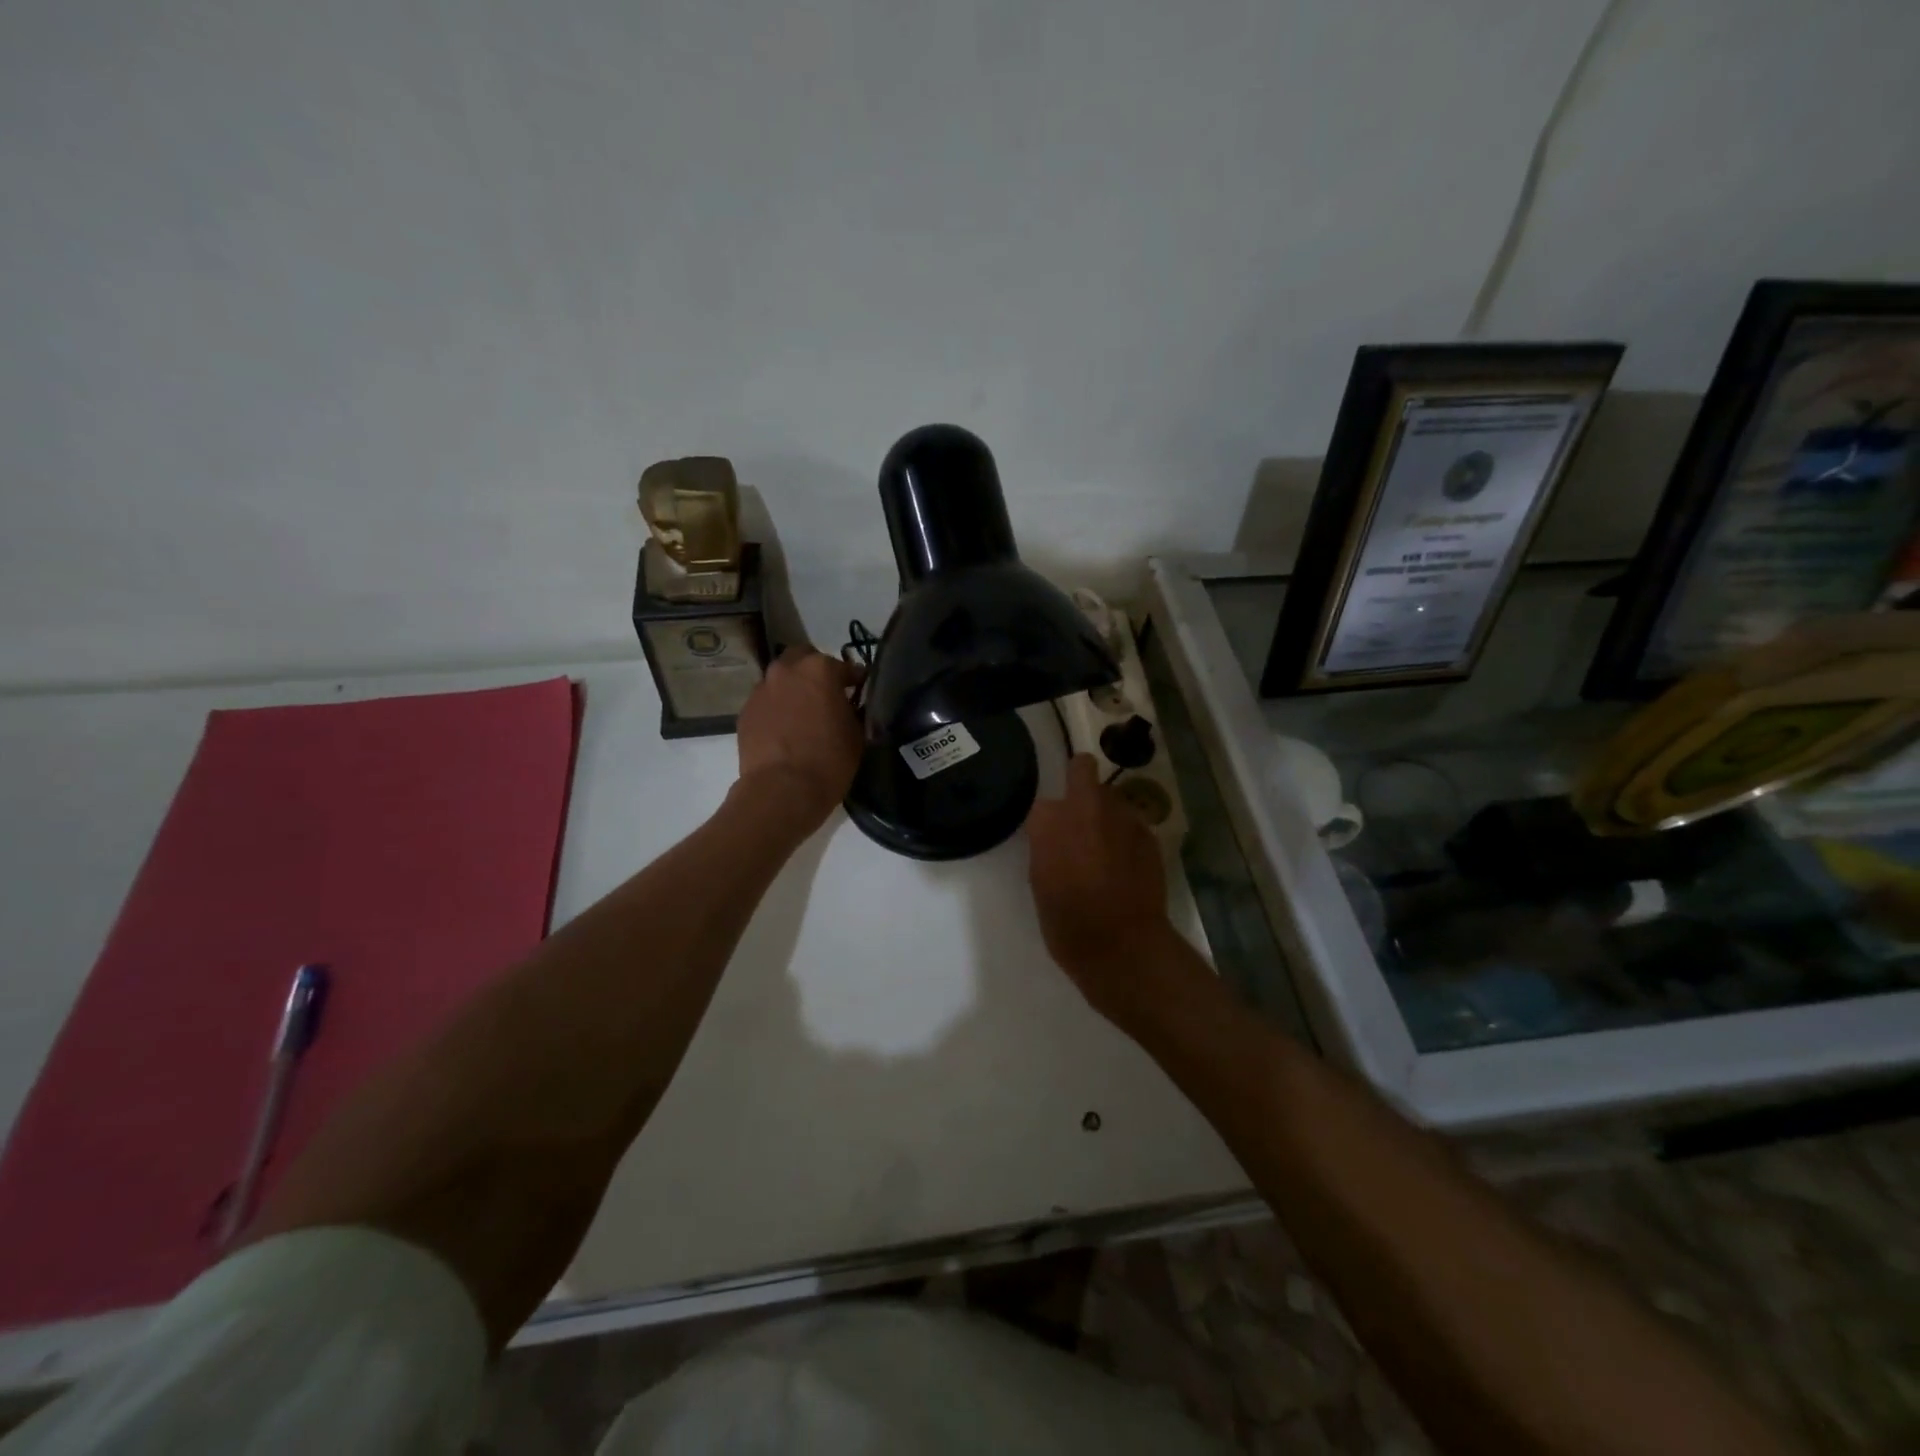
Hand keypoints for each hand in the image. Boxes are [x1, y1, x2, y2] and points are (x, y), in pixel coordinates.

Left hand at [735, 646, 864, 833]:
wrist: (782, 791)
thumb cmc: (829, 761)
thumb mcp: (857, 733)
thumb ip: (854, 709)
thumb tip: (850, 705)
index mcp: (819, 669)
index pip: (845, 667)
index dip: (856, 681)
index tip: (861, 693)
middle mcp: (786, 670)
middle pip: (802, 659)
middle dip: (816, 672)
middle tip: (827, 695)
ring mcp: (761, 690)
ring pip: (780, 680)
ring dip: (793, 689)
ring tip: (803, 714)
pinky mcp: (745, 712)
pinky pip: (766, 702)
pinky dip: (777, 709)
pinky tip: (785, 731)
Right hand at [1027, 754, 1178, 1021]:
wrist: (1121, 945)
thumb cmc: (1067, 922)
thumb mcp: (1039, 881)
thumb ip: (1046, 845)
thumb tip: (1055, 834)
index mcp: (1050, 820)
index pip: (1043, 803)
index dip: (1047, 820)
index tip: (1050, 837)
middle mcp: (1087, 806)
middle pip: (1083, 769)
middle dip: (1080, 785)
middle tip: (1079, 820)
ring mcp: (1122, 816)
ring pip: (1111, 796)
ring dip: (1105, 812)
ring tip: (1106, 847)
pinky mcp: (1149, 833)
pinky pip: (1132, 823)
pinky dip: (1127, 836)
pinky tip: (1127, 865)